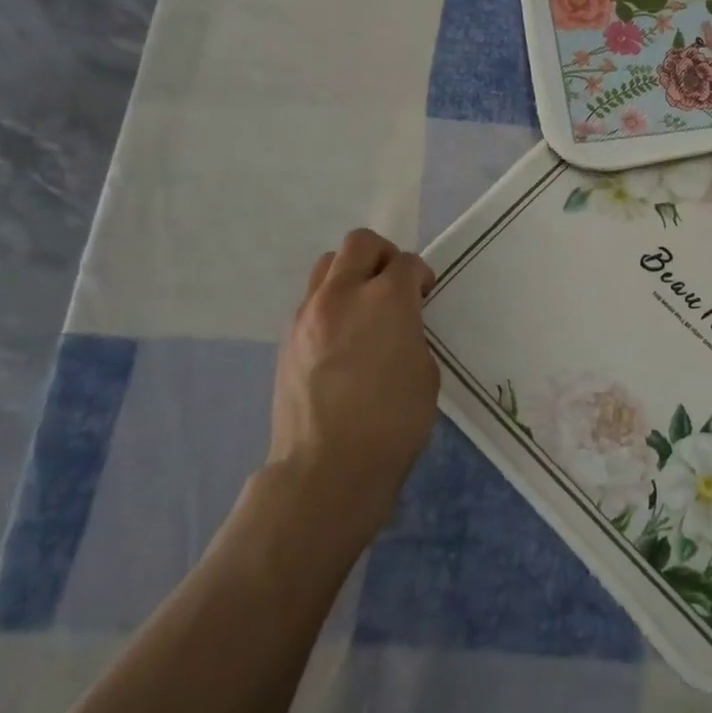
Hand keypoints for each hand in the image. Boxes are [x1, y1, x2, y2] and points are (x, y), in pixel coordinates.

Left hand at [268, 229, 438, 538]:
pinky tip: (342, 340)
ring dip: (351, 275)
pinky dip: (331, 305)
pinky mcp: (287, 339)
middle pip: (360, 243)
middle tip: (394, 285)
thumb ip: (411, 333)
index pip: (406, 262)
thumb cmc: (392, 423)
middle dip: (383, 256)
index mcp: (386, 300)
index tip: (424, 294)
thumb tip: (396, 328)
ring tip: (363, 309)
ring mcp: (308, 315)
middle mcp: (343, 295)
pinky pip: (312, 301)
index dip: (420, 275)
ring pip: (327, 266)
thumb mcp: (424, 371)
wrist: (326, 468)